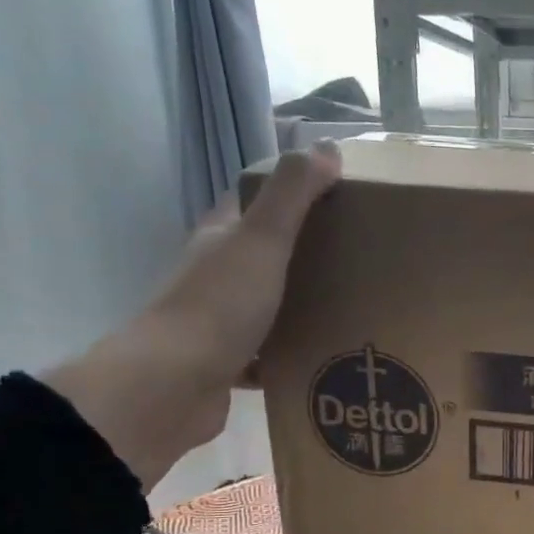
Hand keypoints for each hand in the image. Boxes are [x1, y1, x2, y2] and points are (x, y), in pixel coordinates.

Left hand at [43, 144, 339, 488]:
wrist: (174, 385)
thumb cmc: (219, 305)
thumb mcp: (262, 241)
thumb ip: (292, 195)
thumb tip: (327, 148)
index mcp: (221, 239)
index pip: (254, 204)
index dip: (292, 196)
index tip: (339, 200)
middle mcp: (216, 275)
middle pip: (265, 256)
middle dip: (307, 256)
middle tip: (358, 260)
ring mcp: (219, 322)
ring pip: (269, 306)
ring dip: (303, 308)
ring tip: (353, 310)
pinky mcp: (228, 365)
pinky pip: (269, 354)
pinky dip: (293, 355)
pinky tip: (325, 361)